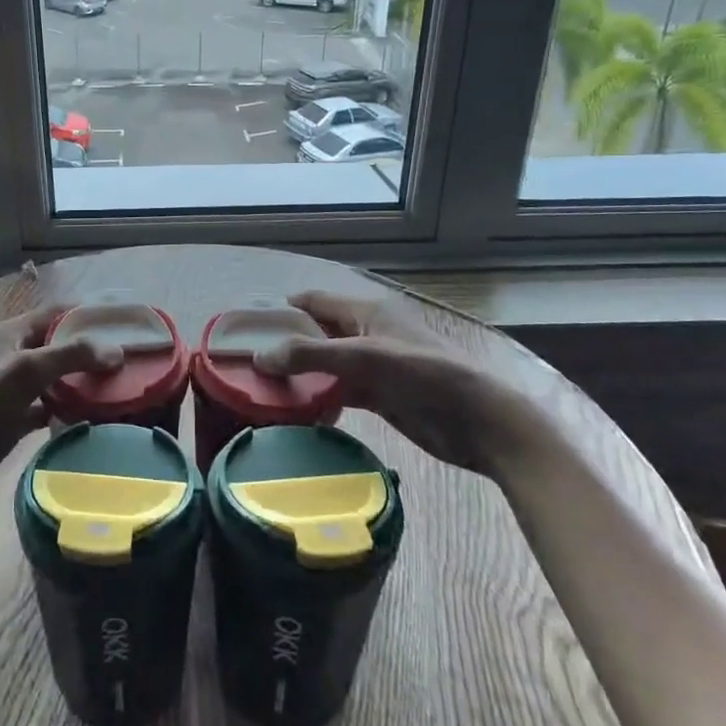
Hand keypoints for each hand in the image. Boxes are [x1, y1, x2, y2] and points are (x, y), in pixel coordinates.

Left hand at [0, 305, 123, 510]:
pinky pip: (49, 407)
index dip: (87, 314)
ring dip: (82, 382)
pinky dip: (70, 409)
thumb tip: (117, 352)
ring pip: (55, 378)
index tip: (123, 324)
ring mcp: (12, 390)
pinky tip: (94, 416)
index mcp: (8, 333)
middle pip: (57, 345)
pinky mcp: (13, 420)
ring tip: (120, 387)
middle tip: (129, 359)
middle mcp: (11, 356)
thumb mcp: (24, 370)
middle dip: (90, 350)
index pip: (55, 314)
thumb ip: (71, 356)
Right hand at [253, 290, 550, 476]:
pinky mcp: (379, 398)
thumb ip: (312, 355)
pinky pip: (338, 392)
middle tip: (245, 364)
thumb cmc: (424, 375)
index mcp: (365, 312)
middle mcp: (365, 334)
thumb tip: (259, 356)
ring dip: (300, 376)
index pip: (313, 302)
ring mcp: (372, 367)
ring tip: (261, 390)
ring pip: (325, 366)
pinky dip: (318, 399)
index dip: (281, 310)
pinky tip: (295, 412)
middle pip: (316, 334)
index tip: (245, 327)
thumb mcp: (365, 358)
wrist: (480, 423)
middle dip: (285, 345)